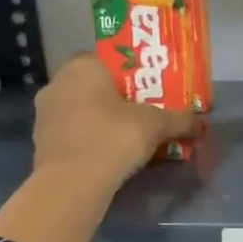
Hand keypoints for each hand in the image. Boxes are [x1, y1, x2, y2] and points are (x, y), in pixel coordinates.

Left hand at [31, 55, 197, 189]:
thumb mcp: (155, 125)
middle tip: (140, 113)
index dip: (129, 74)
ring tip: (125, 136)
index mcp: (83, 66)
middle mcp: (58, 83)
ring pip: (80, 110)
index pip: (108, 59)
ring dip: (99, 119)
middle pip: (93, 85)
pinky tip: (106, 153)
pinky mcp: (40, 142)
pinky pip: (71, 133)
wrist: (73, 182)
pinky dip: (87, 139)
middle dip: (115, 98)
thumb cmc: (114, 137)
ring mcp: (45, 113)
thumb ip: (179, 120)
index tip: (147, 90)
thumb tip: (201, 122)